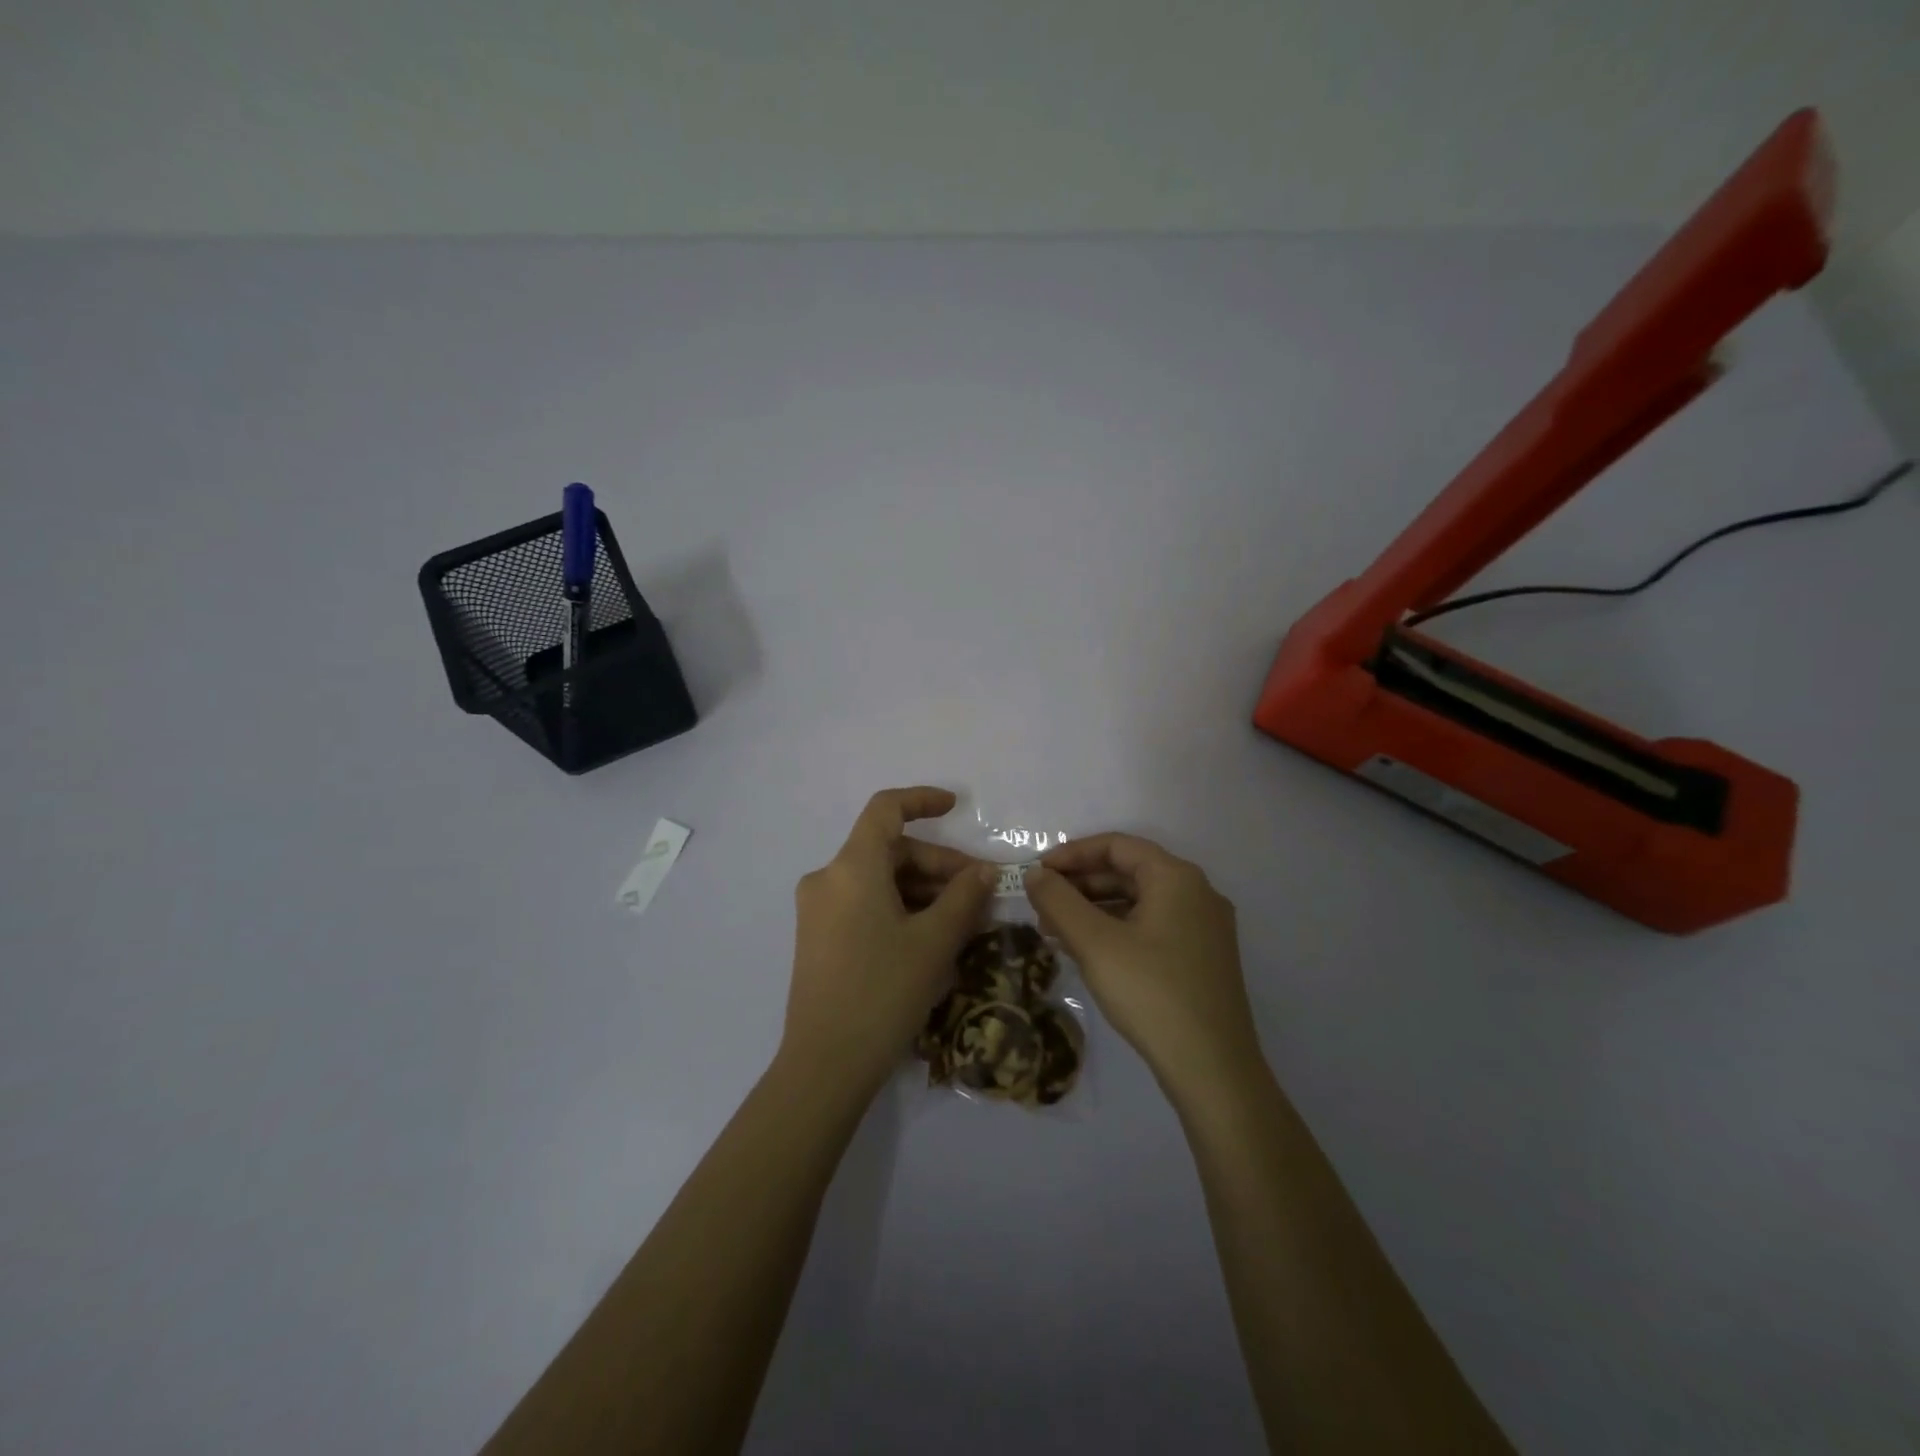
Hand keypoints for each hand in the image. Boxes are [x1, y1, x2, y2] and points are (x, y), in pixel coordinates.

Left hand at [780, 787, 996, 1099]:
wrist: (825, 1065)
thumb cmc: (883, 992)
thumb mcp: (934, 942)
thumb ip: (964, 897)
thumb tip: (983, 872)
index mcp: (851, 867)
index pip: (886, 810)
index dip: (922, 800)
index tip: (957, 807)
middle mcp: (828, 878)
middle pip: (889, 851)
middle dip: (938, 865)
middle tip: (979, 891)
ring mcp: (818, 910)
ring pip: (879, 881)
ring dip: (923, 891)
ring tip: (964, 920)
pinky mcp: (818, 938)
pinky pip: (865, 905)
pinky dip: (900, 909)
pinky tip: (931, 938)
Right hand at [1024, 834, 1261, 1101]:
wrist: (1213, 1069)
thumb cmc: (1151, 993)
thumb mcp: (1095, 944)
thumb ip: (1059, 901)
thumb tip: (1035, 874)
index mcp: (1176, 877)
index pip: (1117, 845)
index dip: (1072, 854)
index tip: (1037, 873)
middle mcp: (1197, 893)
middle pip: (1129, 871)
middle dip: (1081, 885)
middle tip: (1041, 905)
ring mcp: (1204, 927)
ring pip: (1139, 902)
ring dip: (1095, 910)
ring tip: (1054, 931)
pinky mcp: (1203, 958)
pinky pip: (1152, 926)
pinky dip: (1117, 930)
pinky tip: (1088, 952)